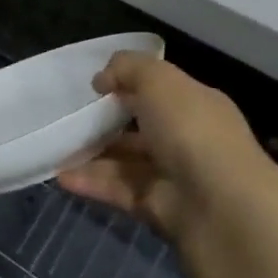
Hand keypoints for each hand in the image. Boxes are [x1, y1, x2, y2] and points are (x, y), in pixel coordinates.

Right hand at [57, 50, 269, 239]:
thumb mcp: (158, 80)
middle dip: (106, 123)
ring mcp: (175, 177)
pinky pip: (119, 191)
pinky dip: (91, 183)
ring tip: (56, 147)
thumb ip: (128, 68)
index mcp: (197, 106)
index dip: (129, 86)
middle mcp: (189, 140)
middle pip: (141, 129)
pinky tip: (61, 176)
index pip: (161, 92)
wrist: (222, 208)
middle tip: (68, 118)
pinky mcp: (158, 209)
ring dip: (92, 155)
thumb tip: (103, 79)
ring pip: (126, 162)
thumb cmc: (191, 131)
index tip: (95, 87)